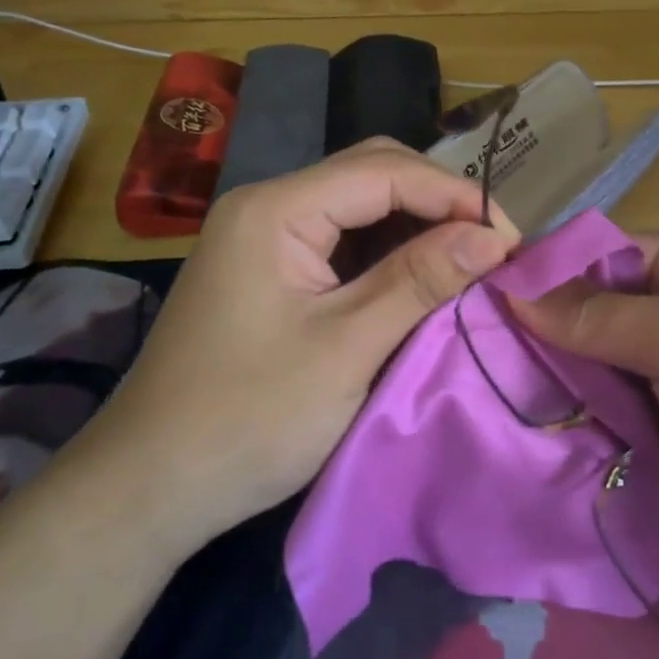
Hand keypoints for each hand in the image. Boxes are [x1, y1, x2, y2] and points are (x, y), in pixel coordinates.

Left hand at [91, 141, 519, 540]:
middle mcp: (268, 206)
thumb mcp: (346, 348)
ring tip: (470, 260)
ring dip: (417, 227)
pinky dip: (389, 254)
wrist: (149, 487)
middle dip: (437, 202)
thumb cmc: (248, 419)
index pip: (383, 170)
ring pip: (359, 207)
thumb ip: (420, 281)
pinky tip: (422, 278)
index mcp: (276, 209)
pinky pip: (342, 243)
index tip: (509, 238)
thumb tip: (494, 237)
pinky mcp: (271, 272)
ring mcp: (265, 238)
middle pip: (371, 174)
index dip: (454, 195)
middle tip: (492, 246)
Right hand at [514, 234, 658, 611]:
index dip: (546, 270)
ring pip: (588, 371)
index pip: (603, 254)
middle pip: (588, 314)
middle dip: (538, 331)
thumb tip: (513, 291)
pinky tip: (514, 429)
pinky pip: (600, 422)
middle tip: (468, 347)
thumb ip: (599, 316)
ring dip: (548, 383)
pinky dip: (567, 426)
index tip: (480, 291)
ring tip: (477, 387)